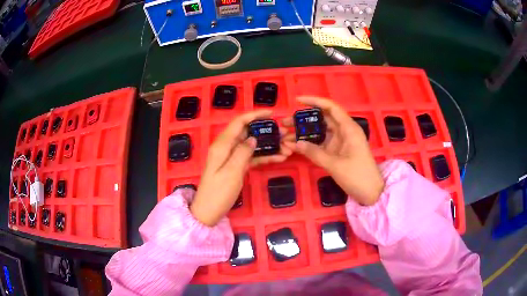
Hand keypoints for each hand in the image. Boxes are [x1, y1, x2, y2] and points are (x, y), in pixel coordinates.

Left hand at [191, 110, 291, 225]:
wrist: (208, 212)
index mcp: (222, 145)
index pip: (239, 122)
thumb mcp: (231, 172)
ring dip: (267, 145)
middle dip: (265, 131)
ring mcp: (231, 157)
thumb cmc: (218, 193)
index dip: (254, 115)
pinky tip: (278, 158)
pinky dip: (263, 156)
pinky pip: (251, 157)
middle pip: (247, 132)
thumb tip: (253, 138)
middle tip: (284, 133)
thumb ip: (242, 152)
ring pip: (251, 145)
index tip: (272, 112)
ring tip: (286, 147)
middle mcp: (226, 147)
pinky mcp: (235, 166)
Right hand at [283, 97, 383, 205]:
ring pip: (320, 131)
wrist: (371, 192)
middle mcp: (344, 131)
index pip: (330, 107)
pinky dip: (310, 143)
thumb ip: (314, 153)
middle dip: (303, 119)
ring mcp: (341, 142)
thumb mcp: (335, 165)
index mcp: (348, 128)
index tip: (297, 101)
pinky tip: (296, 146)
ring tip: (286, 135)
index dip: (314, 101)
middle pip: (322, 119)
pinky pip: (321, 143)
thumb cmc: (357, 176)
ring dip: (305, 132)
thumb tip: (294, 143)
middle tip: (285, 123)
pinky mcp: (338, 151)